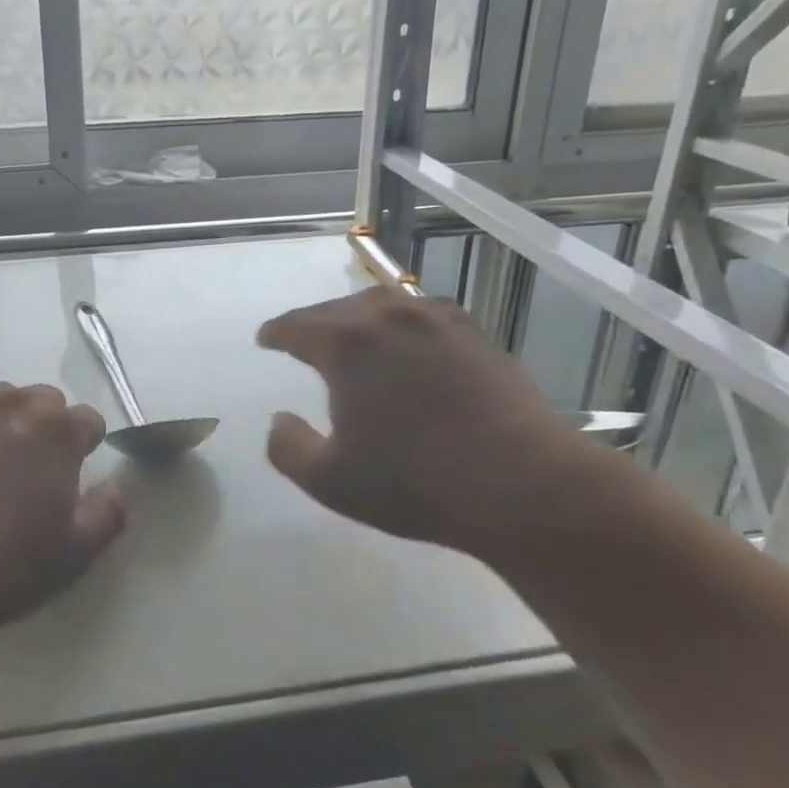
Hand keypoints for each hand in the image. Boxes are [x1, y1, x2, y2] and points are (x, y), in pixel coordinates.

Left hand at [0, 383, 125, 635]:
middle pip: (41, 400)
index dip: (85, 446)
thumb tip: (119, 488)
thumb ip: (107, 516)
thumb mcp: (70, 557)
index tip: (73, 475)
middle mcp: (9, 406)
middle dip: (44, 426)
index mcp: (55, 434)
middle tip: (28, 470)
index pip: (88, 421)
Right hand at [257, 289, 598, 558]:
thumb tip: (278, 420)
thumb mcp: (329, 480)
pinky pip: (422, 315)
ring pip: (383, 304)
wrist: (522, 483)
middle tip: (303, 339)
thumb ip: (288, 447)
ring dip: (358, 317)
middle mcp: (388, 316)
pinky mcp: (474, 333)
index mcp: (346, 343)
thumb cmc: (414, 482)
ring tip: (353, 336)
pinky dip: (401, 323)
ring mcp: (436, 319)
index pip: (296, 326)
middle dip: (314, 322)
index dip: (276, 332)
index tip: (265, 338)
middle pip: (338, 308)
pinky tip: (407, 343)